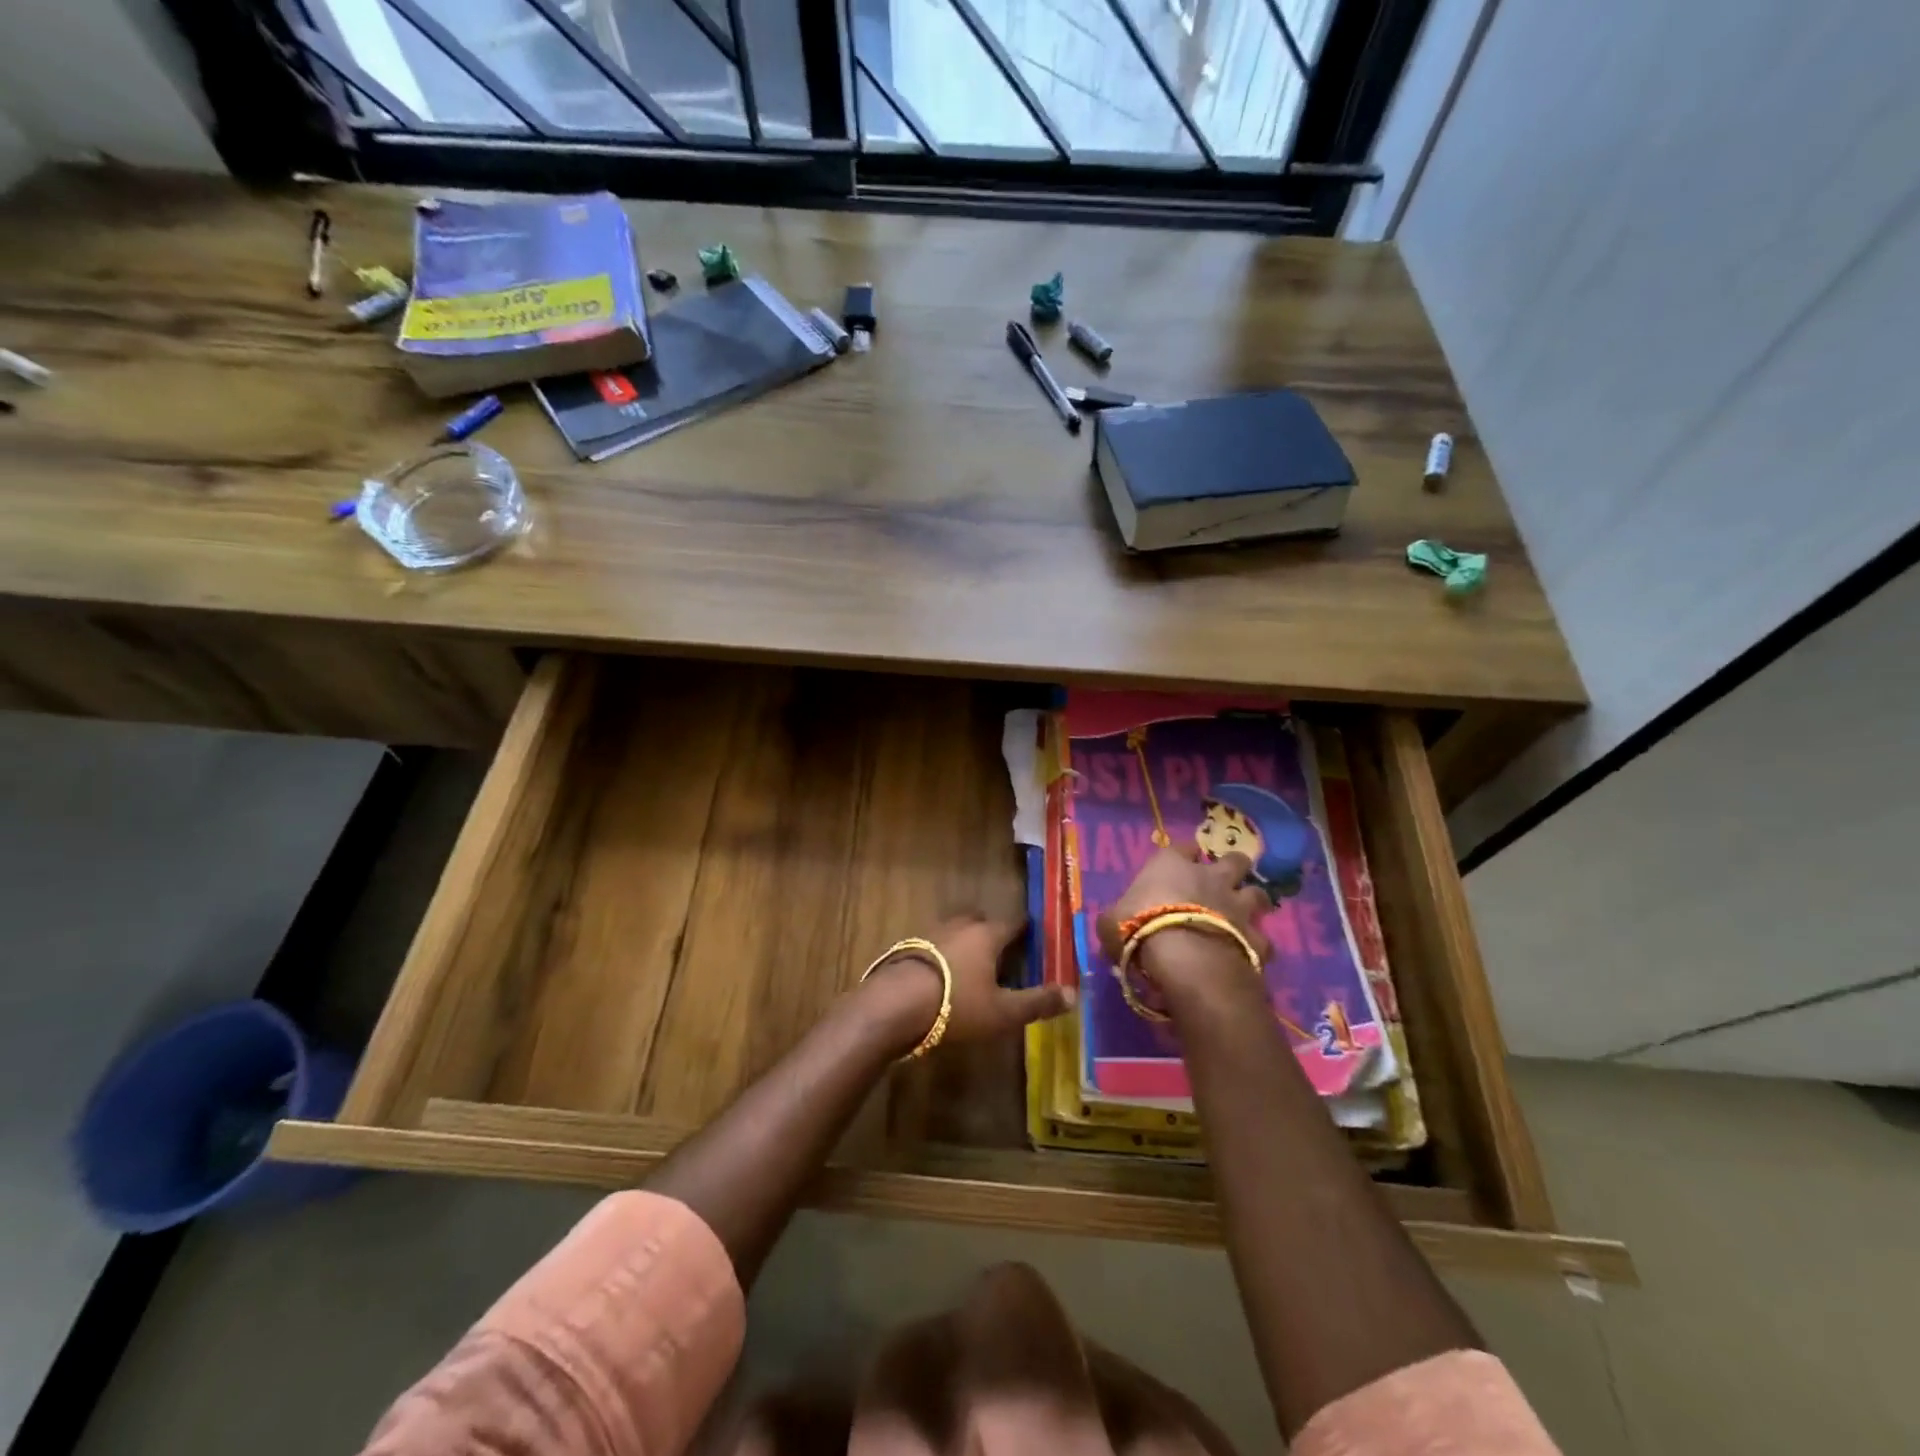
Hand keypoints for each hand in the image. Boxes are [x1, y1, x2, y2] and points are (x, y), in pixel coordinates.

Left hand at [860, 914, 1073, 1055]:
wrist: (894, 1005)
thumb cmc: (956, 1005)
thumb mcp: (1003, 1012)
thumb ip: (1037, 1002)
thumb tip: (1074, 993)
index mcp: (987, 934)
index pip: (1013, 923)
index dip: (1025, 930)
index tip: (1033, 936)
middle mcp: (959, 926)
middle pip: (980, 921)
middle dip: (991, 932)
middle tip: (1001, 952)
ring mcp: (930, 934)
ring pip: (954, 931)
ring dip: (964, 943)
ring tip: (971, 965)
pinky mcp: (906, 949)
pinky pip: (932, 946)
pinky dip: (941, 956)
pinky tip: (941, 976)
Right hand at [1095, 844, 1271, 1008]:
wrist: (1184, 957)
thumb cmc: (1139, 927)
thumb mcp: (1110, 922)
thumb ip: (1117, 917)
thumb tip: (1115, 924)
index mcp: (1171, 865)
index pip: (1182, 847)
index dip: (1184, 854)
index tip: (1182, 861)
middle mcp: (1210, 877)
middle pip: (1234, 860)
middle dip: (1234, 867)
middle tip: (1226, 881)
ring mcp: (1237, 906)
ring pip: (1259, 894)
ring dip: (1253, 903)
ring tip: (1246, 916)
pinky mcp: (1256, 938)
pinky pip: (1263, 940)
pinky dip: (1257, 946)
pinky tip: (1250, 955)